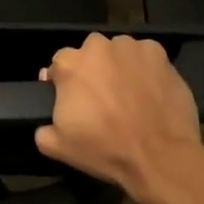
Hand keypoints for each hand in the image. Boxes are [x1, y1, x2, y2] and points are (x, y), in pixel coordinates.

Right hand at [34, 33, 203, 203]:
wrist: (160, 156)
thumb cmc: (106, 149)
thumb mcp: (59, 147)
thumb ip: (43, 129)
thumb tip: (44, 121)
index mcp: (69, 64)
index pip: (59, 65)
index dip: (66, 83)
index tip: (76, 102)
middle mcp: (96, 46)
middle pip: (89, 53)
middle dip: (93, 71)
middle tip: (104, 98)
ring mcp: (129, 46)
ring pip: (118, 52)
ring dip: (119, 67)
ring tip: (130, 94)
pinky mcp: (157, 52)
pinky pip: (145, 56)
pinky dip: (145, 68)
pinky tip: (151, 90)